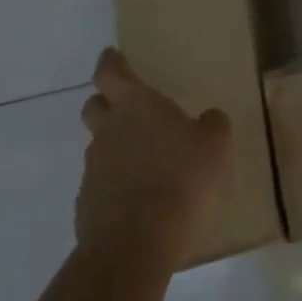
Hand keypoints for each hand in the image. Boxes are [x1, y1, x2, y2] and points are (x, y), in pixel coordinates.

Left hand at [77, 48, 231, 265]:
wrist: (135, 244)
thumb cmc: (180, 178)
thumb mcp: (215, 144)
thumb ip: (212, 125)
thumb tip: (208, 119)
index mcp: (135, 104)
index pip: (110, 72)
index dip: (111, 62)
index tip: (112, 56)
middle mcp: (108, 130)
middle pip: (94, 105)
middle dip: (106, 102)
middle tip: (127, 107)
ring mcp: (93, 169)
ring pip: (98, 147)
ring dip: (115, 147)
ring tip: (143, 161)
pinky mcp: (86, 206)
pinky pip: (100, 184)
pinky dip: (114, 184)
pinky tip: (138, 199)